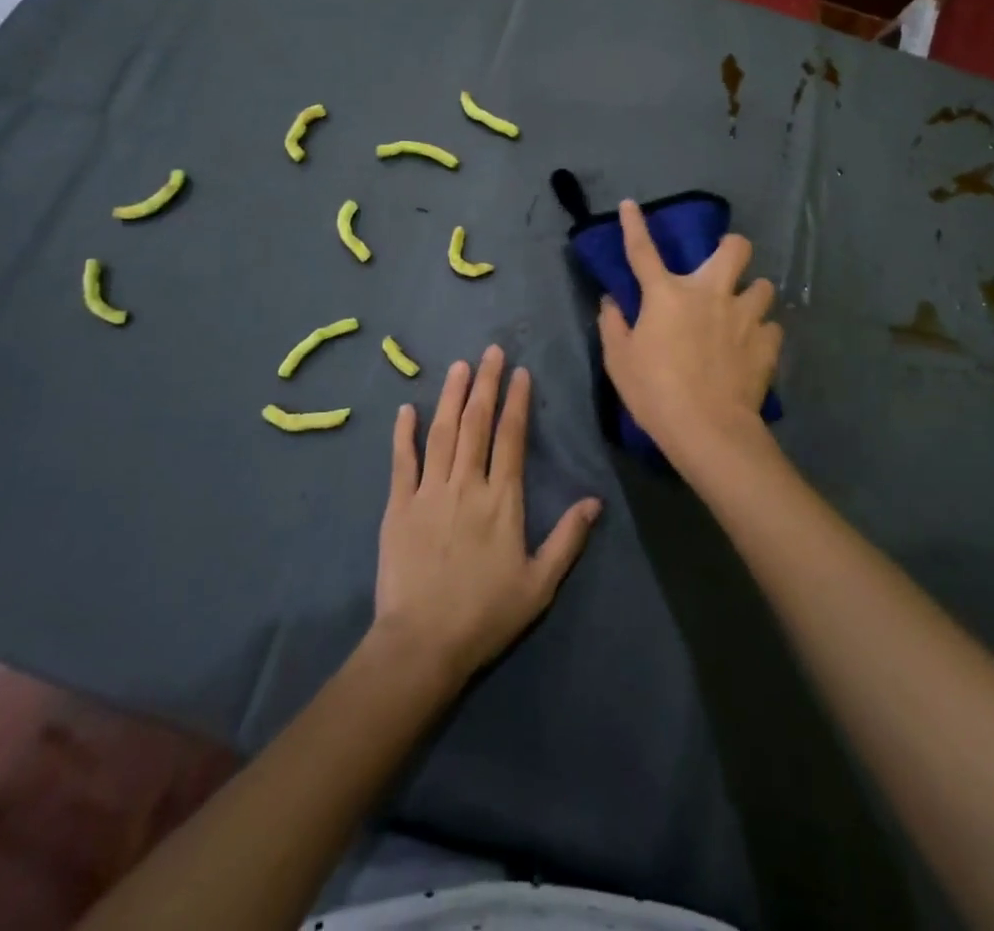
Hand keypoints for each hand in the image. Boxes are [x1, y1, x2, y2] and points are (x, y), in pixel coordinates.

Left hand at [375, 347, 601, 683]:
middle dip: (485, 384)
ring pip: (442, 432)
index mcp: (502, 499)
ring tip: (459, 366)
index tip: (520, 372)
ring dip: (451, 396)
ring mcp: (429, 492)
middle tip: (491, 351)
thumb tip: (595, 501)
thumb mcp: (539, 584)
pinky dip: (404, 433)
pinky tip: (407, 408)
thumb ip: (568, 539)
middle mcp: (466, 484)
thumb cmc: (485, 614)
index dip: (517, 402)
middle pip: (477, 423)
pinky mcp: (398, 506)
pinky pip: (402, 461)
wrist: (422, 644)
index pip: (511, 437)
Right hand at [597, 199, 782, 465]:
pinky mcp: (766, 342)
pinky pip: (771, 326)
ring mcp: (744, 315)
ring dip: (752, 295)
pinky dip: (762, 333)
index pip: (643, 251)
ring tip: (743, 313)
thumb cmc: (655, 392)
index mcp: (667, 295)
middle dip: (732, 248)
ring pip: (764, 285)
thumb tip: (611, 301)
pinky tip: (753, 347)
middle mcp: (710, 293)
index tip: (630, 204)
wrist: (708, 428)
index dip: (634, 225)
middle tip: (723, 268)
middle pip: (735, 248)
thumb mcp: (619, 361)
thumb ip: (613, 325)